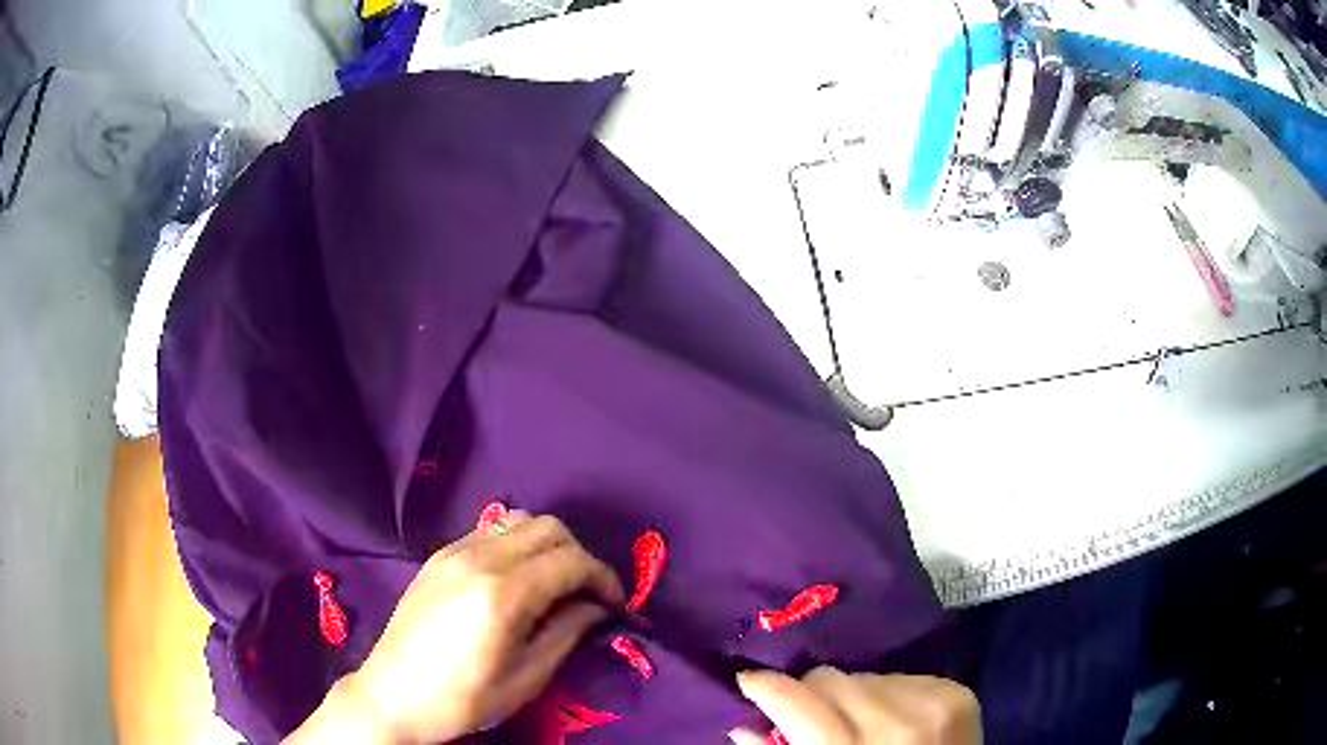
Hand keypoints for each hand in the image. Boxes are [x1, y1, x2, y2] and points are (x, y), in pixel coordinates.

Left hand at [287, 512, 623, 744]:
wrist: (393, 696)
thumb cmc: (463, 699)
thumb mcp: (526, 679)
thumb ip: (566, 634)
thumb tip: (595, 607)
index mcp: (502, 594)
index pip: (570, 560)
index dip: (603, 578)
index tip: (615, 604)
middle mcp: (478, 558)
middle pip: (548, 527)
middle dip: (579, 556)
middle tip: (587, 594)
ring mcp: (453, 551)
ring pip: (518, 520)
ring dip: (547, 544)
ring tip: (554, 584)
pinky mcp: (438, 556)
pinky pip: (490, 531)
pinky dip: (517, 543)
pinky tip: (516, 579)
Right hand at [728, 667, 980, 744]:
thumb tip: (742, 727)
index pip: (800, 704)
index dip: (768, 687)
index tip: (749, 680)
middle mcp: (894, 725)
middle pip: (832, 680)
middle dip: (814, 693)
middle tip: (814, 714)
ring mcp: (930, 705)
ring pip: (866, 676)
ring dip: (855, 694)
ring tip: (862, 721)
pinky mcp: (955, 692)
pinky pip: (902, 677)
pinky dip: (889, 693)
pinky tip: (895, 718)